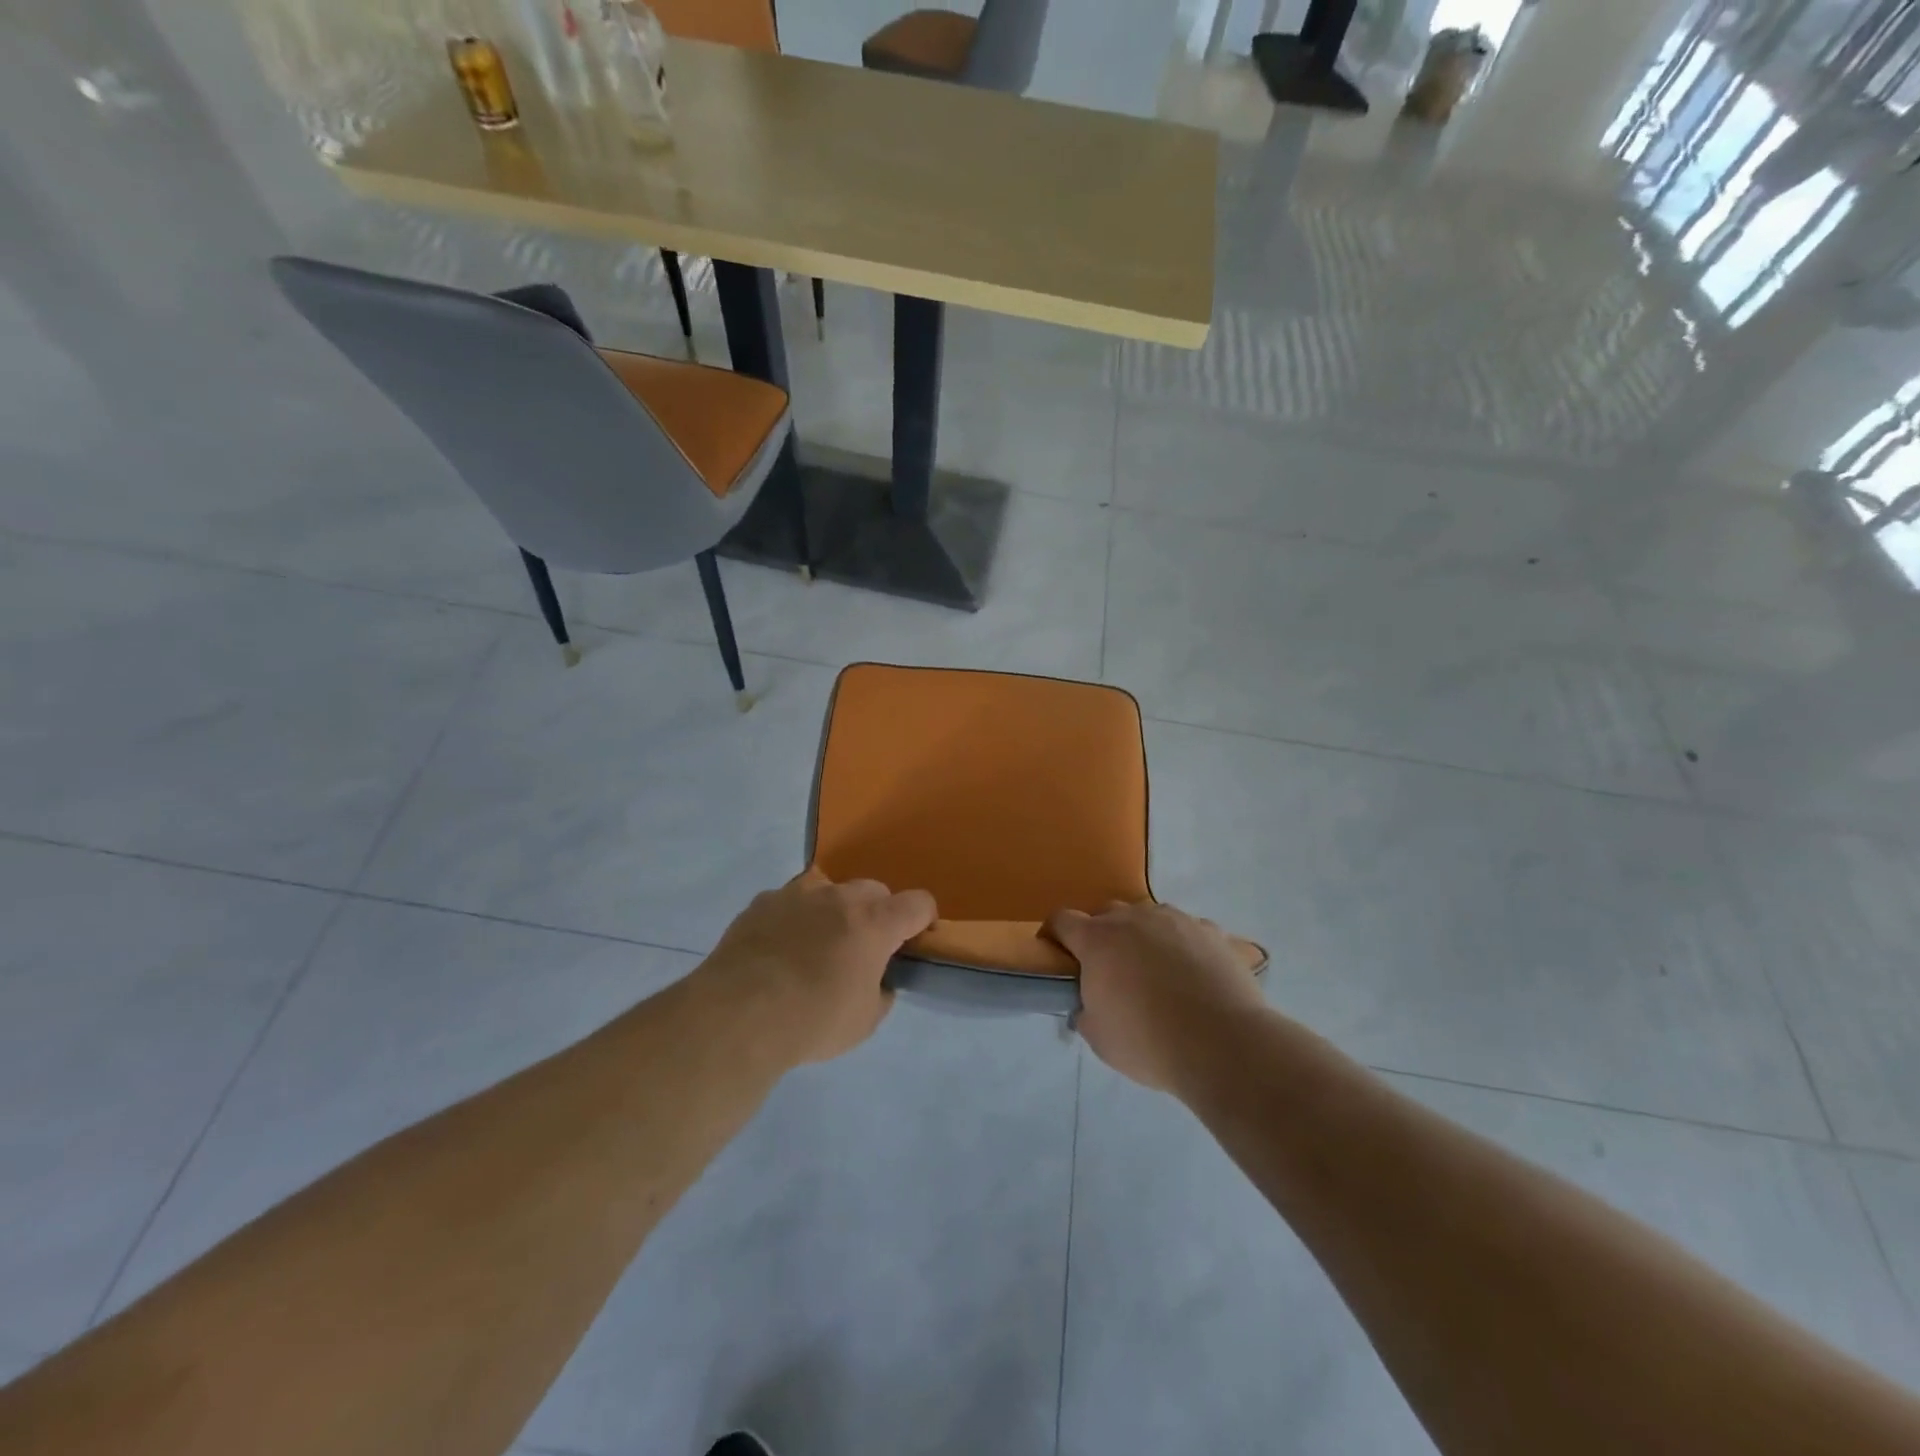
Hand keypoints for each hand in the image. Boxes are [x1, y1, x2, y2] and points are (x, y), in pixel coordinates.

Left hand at [698, 869, 936, 1067]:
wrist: (738, 1015)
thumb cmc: (812, 1020)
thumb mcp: (864, 1022)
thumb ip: (881, 993)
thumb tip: (879, 981)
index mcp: (874, 922)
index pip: (918, 903)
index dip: (924, 919)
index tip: (915, 940)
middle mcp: (840, 897)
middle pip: (874, 890)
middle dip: (877, 913)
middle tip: (864, 948)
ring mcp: (797, 894)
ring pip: (829, 890)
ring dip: (834, 911)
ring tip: (817, 945)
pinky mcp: (762, 902)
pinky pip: (790, 902)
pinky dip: (794, 918)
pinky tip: (779, 949)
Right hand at [1045, 901, 1265, 1091]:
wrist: (1223, 1044)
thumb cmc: (1149, 1042)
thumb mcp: (1100, 1038)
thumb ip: (1086, 1012)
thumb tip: (1088, 1005)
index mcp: (1098, 940)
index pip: (1063, 920)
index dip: (1055, 934)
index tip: (1057, 954)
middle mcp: (1134, 918)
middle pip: (1107, 914)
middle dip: (1103, 936)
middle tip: (1111, 970)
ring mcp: (1176, 920)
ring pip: (1150, 918)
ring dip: (1145, 937)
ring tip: (1157, 972)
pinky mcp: (1212, 931)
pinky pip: (1188, 931)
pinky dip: (1183, 946)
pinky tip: (1194, 975)